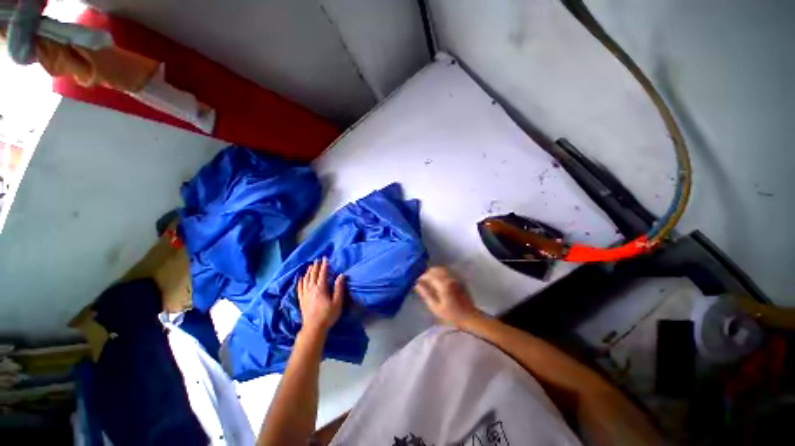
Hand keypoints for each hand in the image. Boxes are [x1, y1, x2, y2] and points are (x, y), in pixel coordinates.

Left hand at [298, 258, 344, 333]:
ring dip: (308, 272)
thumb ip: (339, 288)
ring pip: (306, 279)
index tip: (325, 258)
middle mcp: (312, 289)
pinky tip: (300, 278)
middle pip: (313, 275)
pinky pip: (299, 288)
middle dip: (316, 266)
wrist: (314, 328)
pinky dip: (300, 281)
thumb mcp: (337, 302)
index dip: (324, 265)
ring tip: (310, 266)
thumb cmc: (328, 315)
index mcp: (321, 288)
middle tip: (318, 260)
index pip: (323, 274)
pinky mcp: (301, 300)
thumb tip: (341, 275)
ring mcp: (305, 294)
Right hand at [415, 267, 480, 327]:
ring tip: (430, 280)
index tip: (418, 282)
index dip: (422, 277)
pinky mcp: (460, 279)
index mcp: (444, 285)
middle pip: (436, 269)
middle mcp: (450, 278)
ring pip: (442, 268)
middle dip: (427, 273)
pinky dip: (441, 272)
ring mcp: (456, 277)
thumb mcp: (436, 307)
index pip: (430, 275)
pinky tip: (439, 279)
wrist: (470, 317)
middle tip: (423, 281)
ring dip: (434, 272)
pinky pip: (448, 271)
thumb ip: (426, 294)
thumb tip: (417, 285)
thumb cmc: (452, 315)